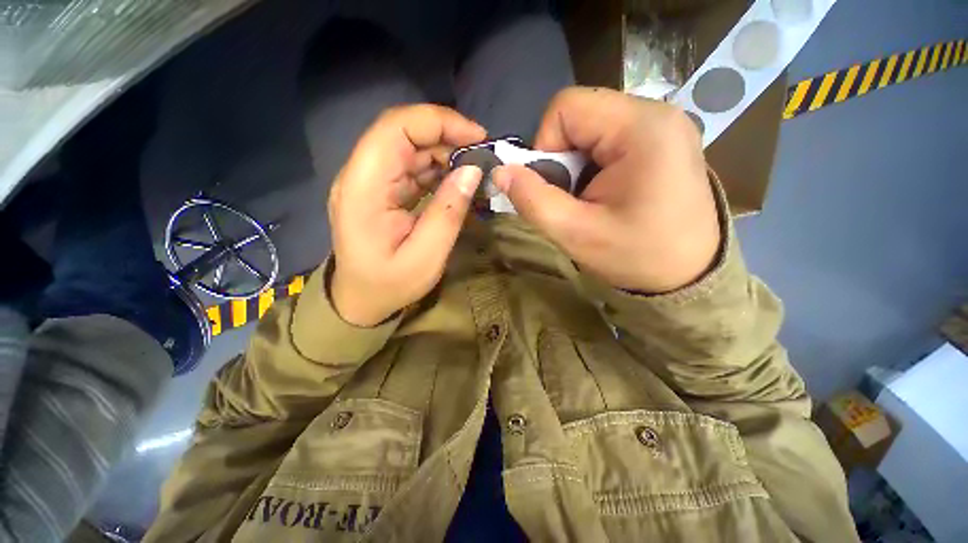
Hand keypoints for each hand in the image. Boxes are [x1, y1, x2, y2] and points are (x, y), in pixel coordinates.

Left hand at [328, 105, 485, 325]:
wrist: (360, 300)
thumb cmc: (390, 285)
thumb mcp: (427, 257)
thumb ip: (448, 212)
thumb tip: (472, 170)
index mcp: (364, 188)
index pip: (394, 128)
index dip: (438, 122)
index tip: (477, 137)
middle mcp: (360, 175)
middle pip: (402, 132)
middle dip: (446, 135)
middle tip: (481, 155)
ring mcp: (369, 181)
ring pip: (408, 147)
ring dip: (443, 151)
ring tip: (473, 169)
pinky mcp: (380, 190)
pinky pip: (409, 166)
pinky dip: (435, 168)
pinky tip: (455, 180)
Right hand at [492, 87, 720, 293]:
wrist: (689, 276)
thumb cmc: (636, 257)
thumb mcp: (575, 233)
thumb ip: (533, 200)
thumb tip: (500, 172)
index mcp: (642, 128)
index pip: (566, 107)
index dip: (545, 145)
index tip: (554, 185)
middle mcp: (657, 113)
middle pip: (580, 115)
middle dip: (561, 157)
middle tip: (573, 197)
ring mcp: (663, 125)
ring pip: (591, 128)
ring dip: (576, 164)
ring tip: (590, 198)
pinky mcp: (662, 140)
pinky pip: (608, 138)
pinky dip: (592, 165)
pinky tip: (604, 192)